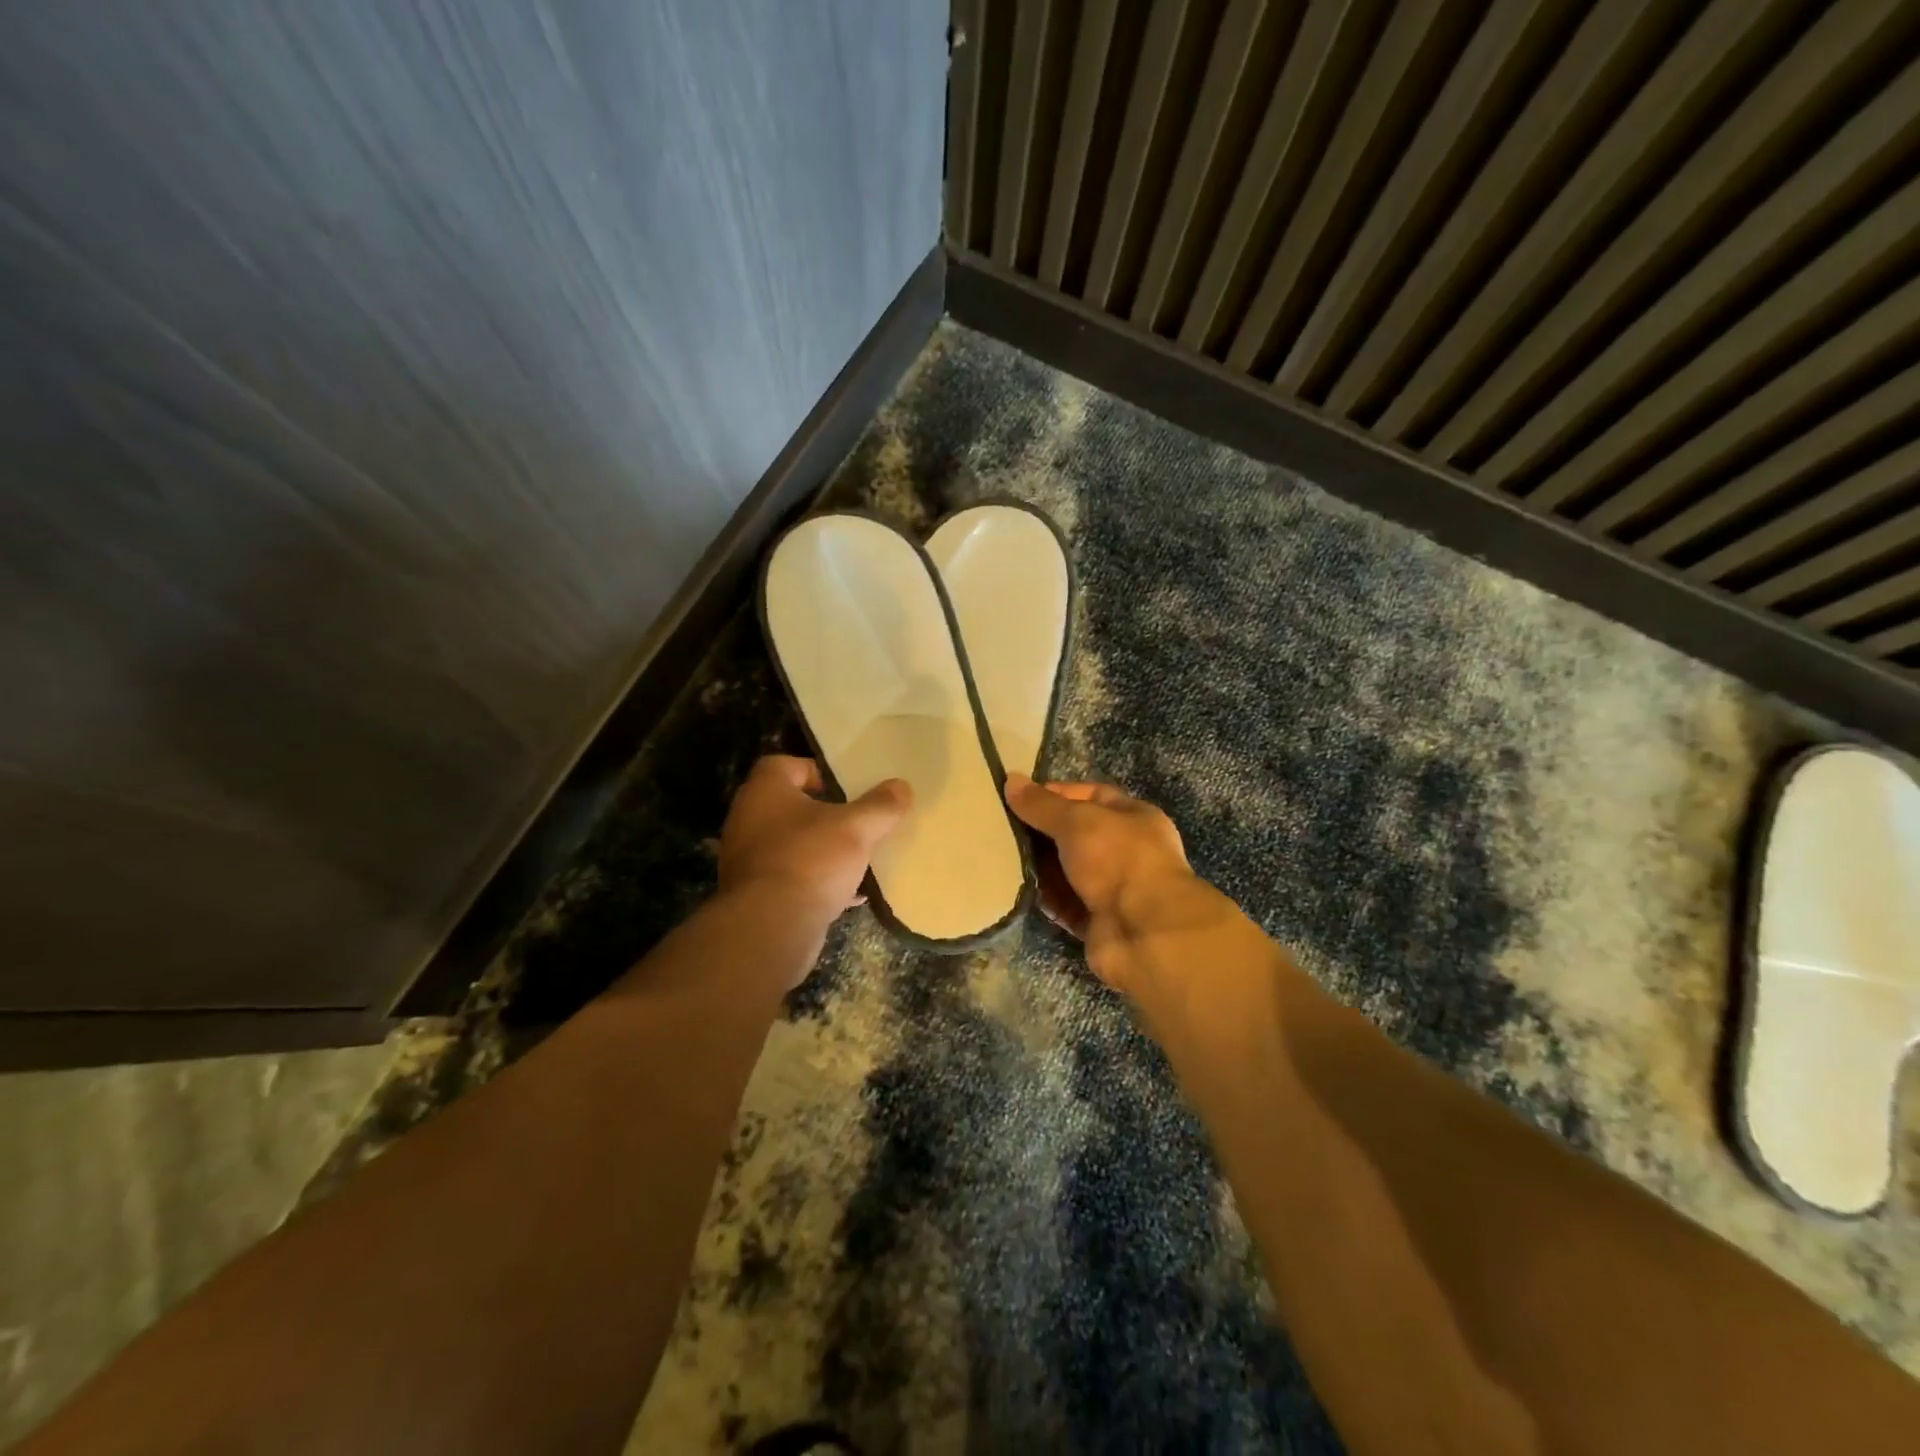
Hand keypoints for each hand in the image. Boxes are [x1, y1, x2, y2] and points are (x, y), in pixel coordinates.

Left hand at [718, 755, 910, 926]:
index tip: (846, 787)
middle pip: (791, 806)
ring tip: (858, 856)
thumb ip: (880, 805)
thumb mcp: (856, 828)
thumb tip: (901, 786)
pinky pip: (792, 878)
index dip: (817, 771)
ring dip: (823, 849)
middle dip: (826, 813)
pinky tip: (850, 894)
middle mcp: (748, 820)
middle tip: (858, 820)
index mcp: (765, 792)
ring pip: (793, 845)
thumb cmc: (810, 861)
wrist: (770, 929)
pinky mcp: (756, 894)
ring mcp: (749, 860)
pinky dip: (818, 881)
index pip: (785, 764)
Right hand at [1004, 773, 1205, 988]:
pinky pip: (1065, 904)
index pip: (1091, 796)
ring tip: (1001, 856)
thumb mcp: (1077, 821)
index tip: (1020, 798)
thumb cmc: (1118, 860)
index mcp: (1134, 818)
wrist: (1145, 933)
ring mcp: (1113, 889)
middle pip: (1076, 835)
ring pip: (1068, 871)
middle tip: (1002, 828)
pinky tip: (1016, 889)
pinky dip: (1045, 898)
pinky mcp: (1097, 921)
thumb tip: (1011, 780)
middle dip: (1042, 832)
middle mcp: (1126, 851)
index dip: (1057, 794)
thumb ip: (1042, 805)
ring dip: (1040, 867)